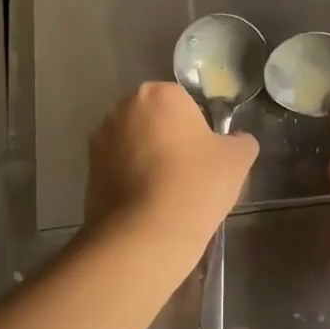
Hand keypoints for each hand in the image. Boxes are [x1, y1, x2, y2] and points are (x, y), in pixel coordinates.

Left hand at [83, 82, 258, 287]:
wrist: (144, 235)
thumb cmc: (195, 185)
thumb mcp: (238, 159)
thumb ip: (241, 141)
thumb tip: (237, 140)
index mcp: (159, 93)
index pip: (186, 103)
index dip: (200, 130)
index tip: (207, 158)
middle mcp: (123, 107)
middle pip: (157, 120)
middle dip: (171, 140)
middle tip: (190, 175)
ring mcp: (101, 138)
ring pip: (136, 144)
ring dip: (149, 160)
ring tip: (168, 195)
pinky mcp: (88, 169)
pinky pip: (119, 168)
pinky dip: (132, 180)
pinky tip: (148, 206)